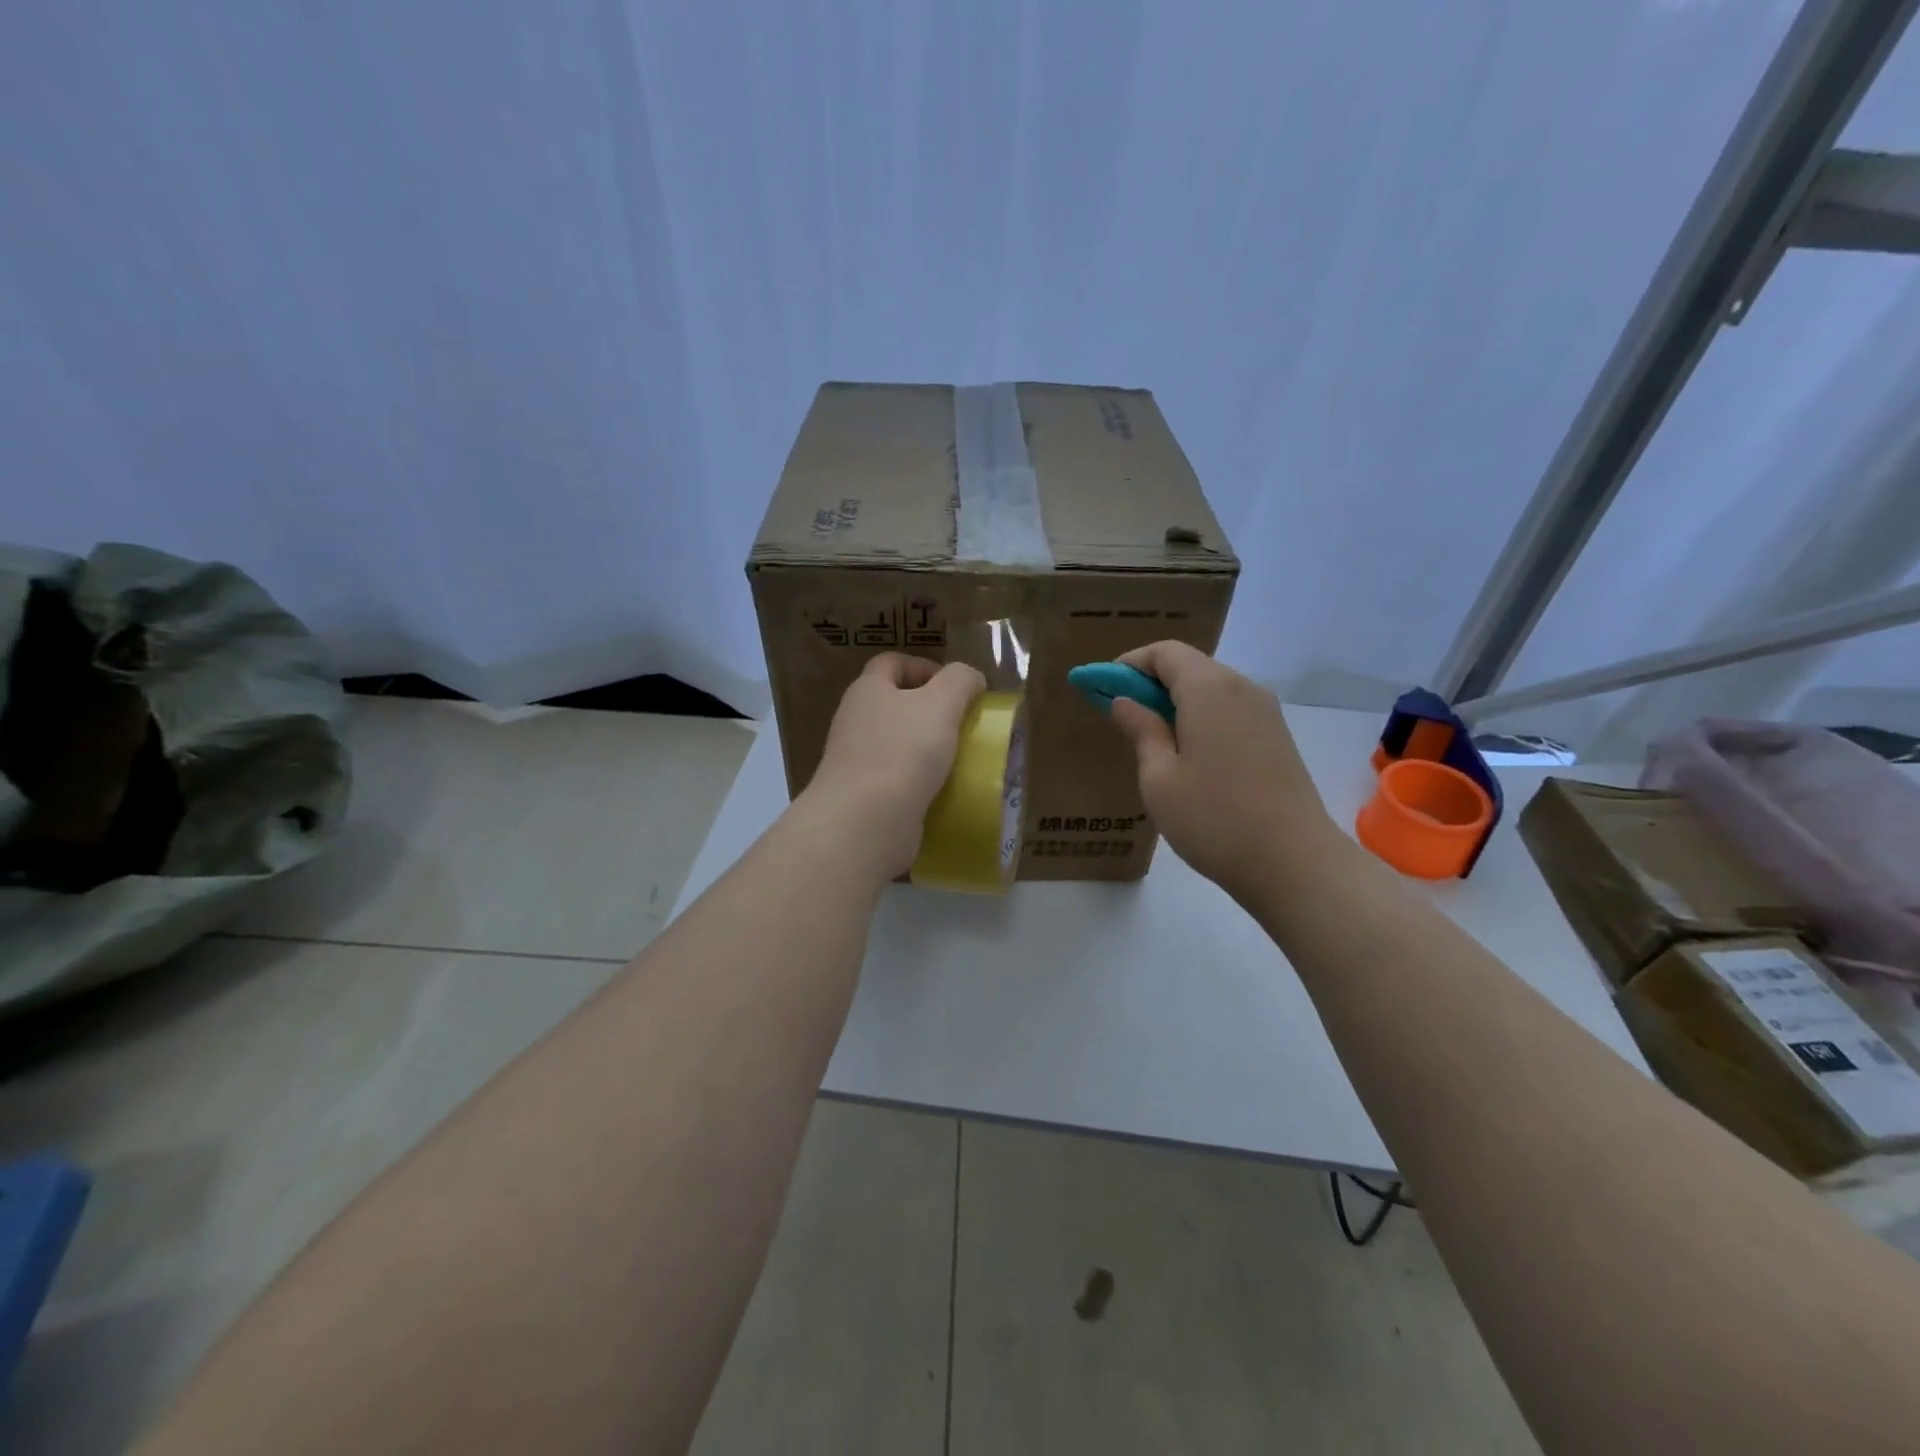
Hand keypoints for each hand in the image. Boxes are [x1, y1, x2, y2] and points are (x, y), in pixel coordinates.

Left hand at [802, 652, 987, 878]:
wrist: (866, 821)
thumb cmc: (903, 751)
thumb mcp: (942, 703)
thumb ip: (960, 681)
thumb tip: (971, 678)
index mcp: (868, 690)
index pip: (892, 663)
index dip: (925, 667)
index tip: (957, 688)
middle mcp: (855, 720)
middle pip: (894, 704)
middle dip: (930, 711)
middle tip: (963, 725)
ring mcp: (856, 760)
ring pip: (897, 744)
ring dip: (927, 749)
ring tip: (960, 760)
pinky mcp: (863, 796)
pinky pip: (897, 779)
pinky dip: (920, 782)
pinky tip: (943, 792)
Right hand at [1108, 641, 1340, 907]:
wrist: (1295, 863)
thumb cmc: (1214, 819)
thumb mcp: (1160, 778)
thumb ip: (1141, 731)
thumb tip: (1125, 702)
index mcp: (1209, 689)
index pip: (1165, 652)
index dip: (1129, 664)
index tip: (1102, 687)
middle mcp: (1241, 688)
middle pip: (1190, 665)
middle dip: (1150, 680)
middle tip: (1121, 712)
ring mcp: (1265, 712)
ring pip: (1211, 688)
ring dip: (1176, 700)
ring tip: (1151, 736)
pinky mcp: (1277, 736)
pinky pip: (1230, 709)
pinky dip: (1201, 715)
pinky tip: (1188, 752)